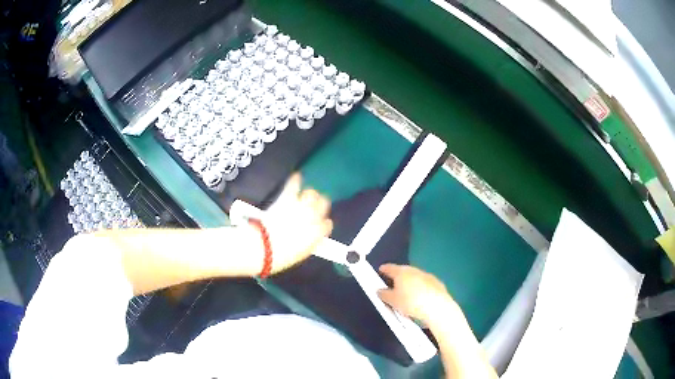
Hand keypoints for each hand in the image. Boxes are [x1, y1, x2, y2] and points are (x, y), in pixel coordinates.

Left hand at [262, 173, 332, 272]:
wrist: (263, 248)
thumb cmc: (280, 257)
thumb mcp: (299, 255)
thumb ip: (308, 244)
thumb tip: (310, 239)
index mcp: (317, 234)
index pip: (327, 224)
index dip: (323, 224)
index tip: (321, 224)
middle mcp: (312, 218)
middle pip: (324, 204)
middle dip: (321, 205)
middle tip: (316, 206)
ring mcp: (299, 207)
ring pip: (312, 194)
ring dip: (310, 194)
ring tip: (307, 195)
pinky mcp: (286, 199)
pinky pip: (293, 185)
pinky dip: (295, 180)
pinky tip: (297, 176)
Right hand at [378, 264, 457, 324]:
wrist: (437, 307)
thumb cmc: (410, 302)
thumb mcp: (392, 301)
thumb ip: (384, 294)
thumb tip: (380, 290)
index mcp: (401, 272)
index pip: (390, 268)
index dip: (384, 269)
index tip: (381, 270)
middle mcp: (414, 270)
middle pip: (404, 271)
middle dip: (398, 276)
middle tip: (393, 284)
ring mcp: (427, 276)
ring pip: (415, 277)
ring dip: (410, 282)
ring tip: (406, 293)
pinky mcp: (437, 283)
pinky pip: (425, 284)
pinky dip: (421, 288)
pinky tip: (420, 298)